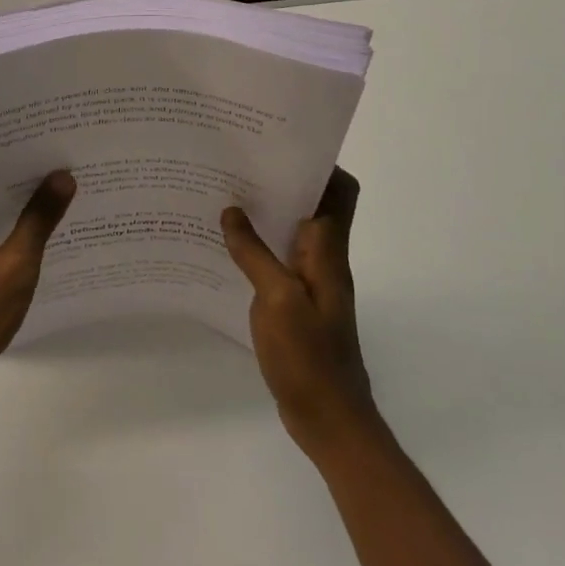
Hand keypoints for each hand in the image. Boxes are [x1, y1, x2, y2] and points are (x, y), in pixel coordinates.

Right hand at [222, 168, 381, 459]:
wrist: (330, 421)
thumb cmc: (309, 356)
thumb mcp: (276, 299)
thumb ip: (254, 253)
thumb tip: (232, 211)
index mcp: (328, 251)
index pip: (340, 192)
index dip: (320, 164)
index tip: (282, 144)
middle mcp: (324, 259)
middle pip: (313, 205)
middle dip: (282, 181)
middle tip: (239, 163)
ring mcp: (311, 283)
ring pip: (292, 231)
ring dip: (266, 213)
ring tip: (224, 195)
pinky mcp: (296, 303)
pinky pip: (278, 260)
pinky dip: (257, 246)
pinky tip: (225, 246)